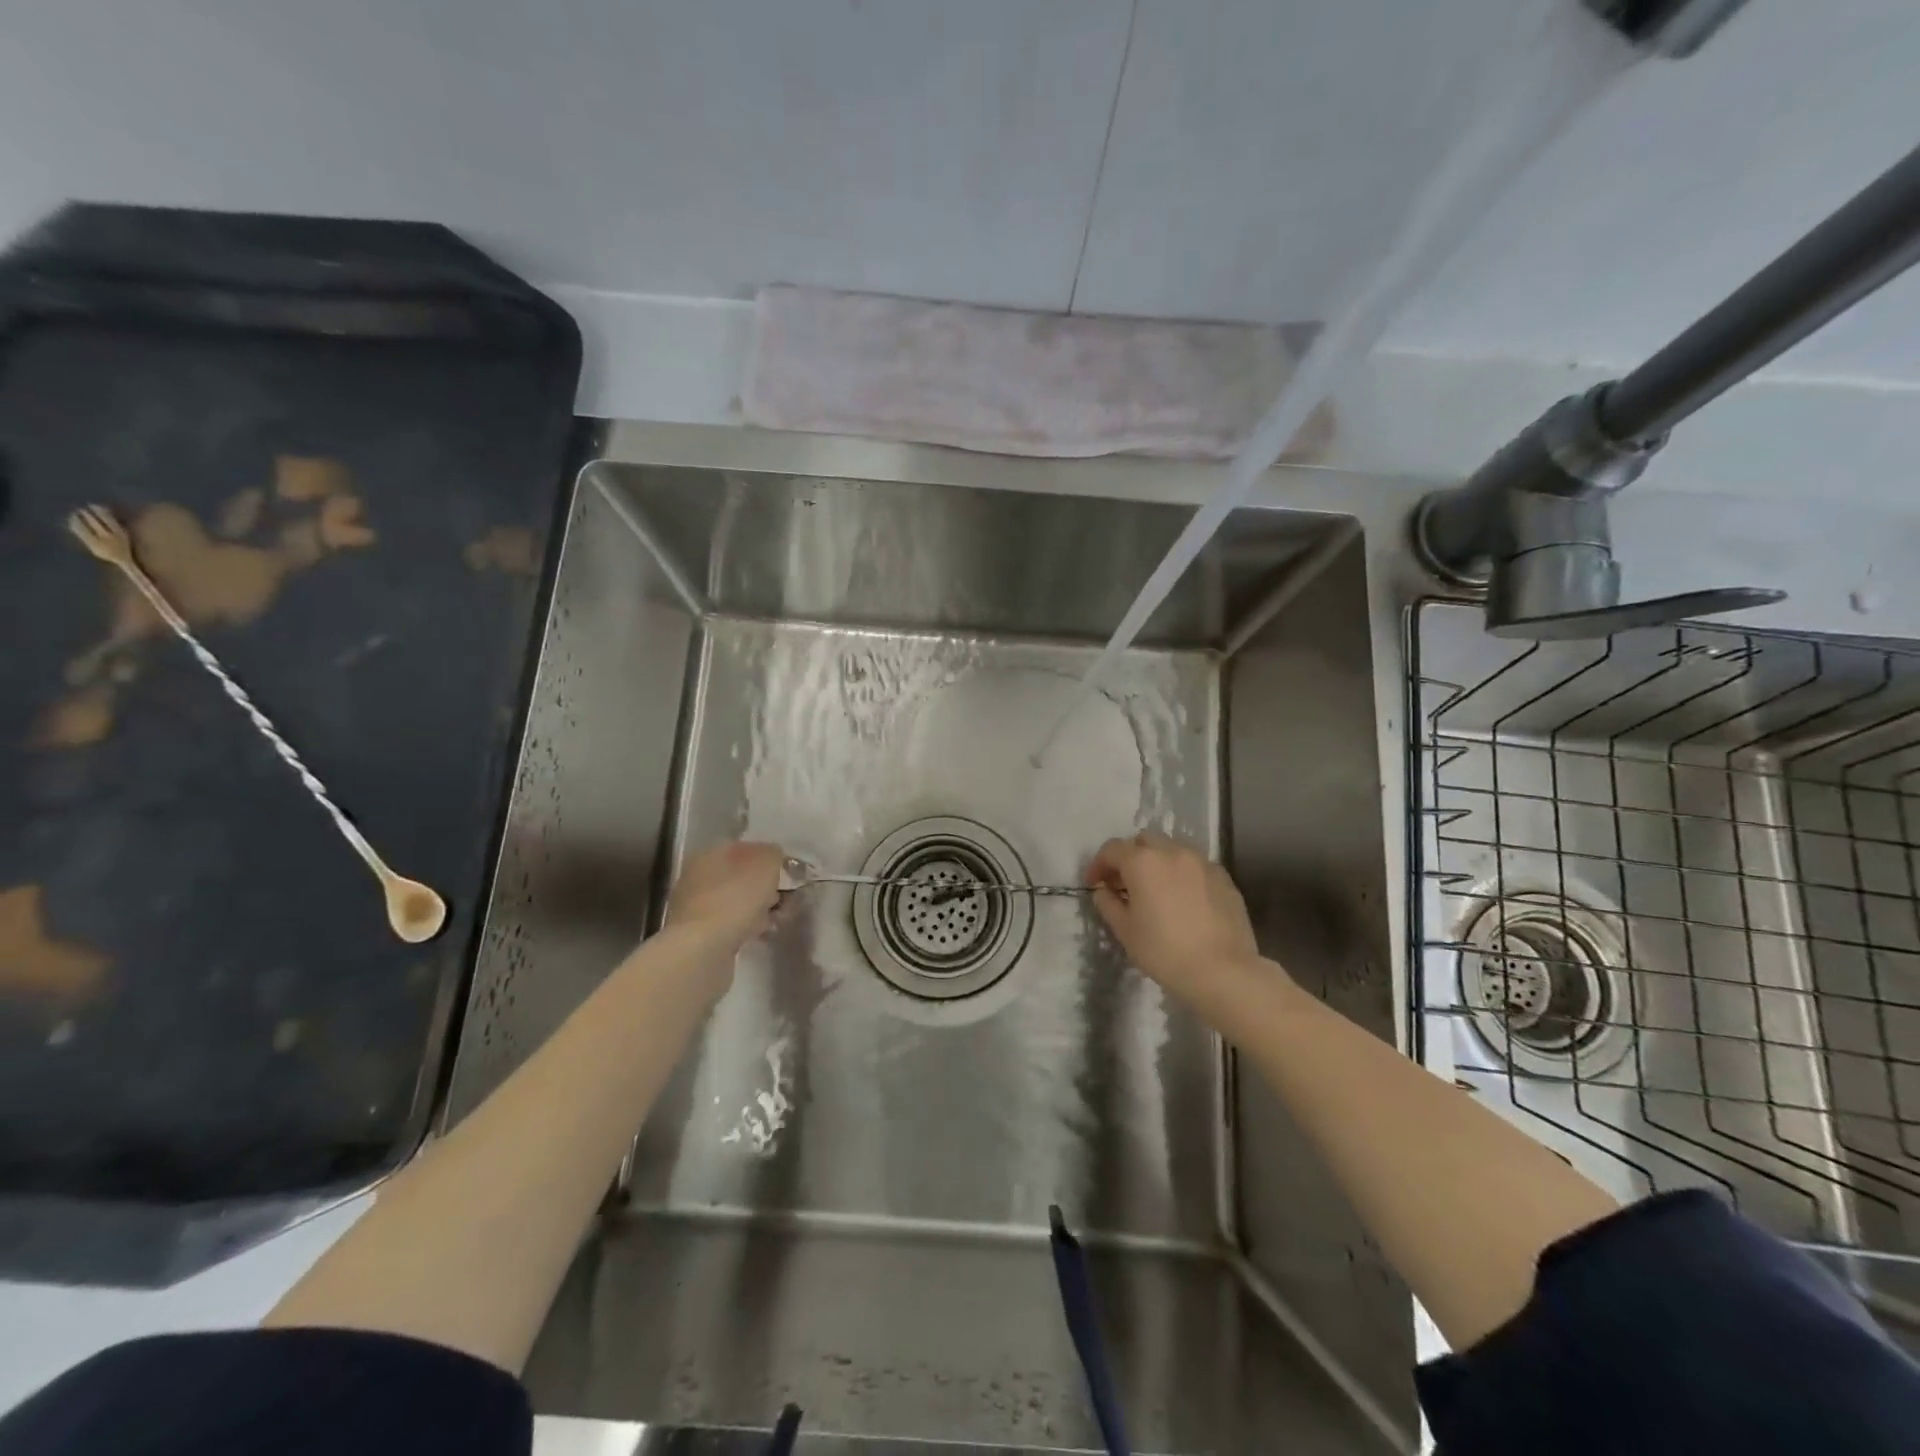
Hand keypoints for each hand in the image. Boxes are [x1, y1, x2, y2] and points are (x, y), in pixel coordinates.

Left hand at [665, 841, 783, 952]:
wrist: (703, 949)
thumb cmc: (736, 897)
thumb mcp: (766, 862)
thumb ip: (774, 854)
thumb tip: (774, 857)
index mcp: (710, 852)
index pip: (745, 848)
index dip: (769, 859)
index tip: (787, 874)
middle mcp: (697, 874)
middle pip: (740, 875)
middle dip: (763, 886)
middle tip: (784, 898)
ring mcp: (694, 905)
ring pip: (735, 900)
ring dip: (756, 908)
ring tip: (776, 919)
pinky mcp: (696, 934)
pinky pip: (729, 923)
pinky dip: (745, 927)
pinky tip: (759, 934)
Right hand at [1086, 832, 1267, 1008]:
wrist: (1223, 971)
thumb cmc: (1164, 952)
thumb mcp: (1125, 931)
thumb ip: (1108, 904)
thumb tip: (1104, 891)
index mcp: (1142, 862)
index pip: (1112, 849)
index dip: (1098, 864)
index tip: (1094, 884)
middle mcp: (1172, 852)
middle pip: (1144, 841)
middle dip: (1130, 856)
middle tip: (1124, 883)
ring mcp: (1202, 863)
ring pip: (1172, 849)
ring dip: (1158, 862)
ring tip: (1156, 889)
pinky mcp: (1224, 878)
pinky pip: (1195, 866)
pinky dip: (1182, 874)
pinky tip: (1183, 900)